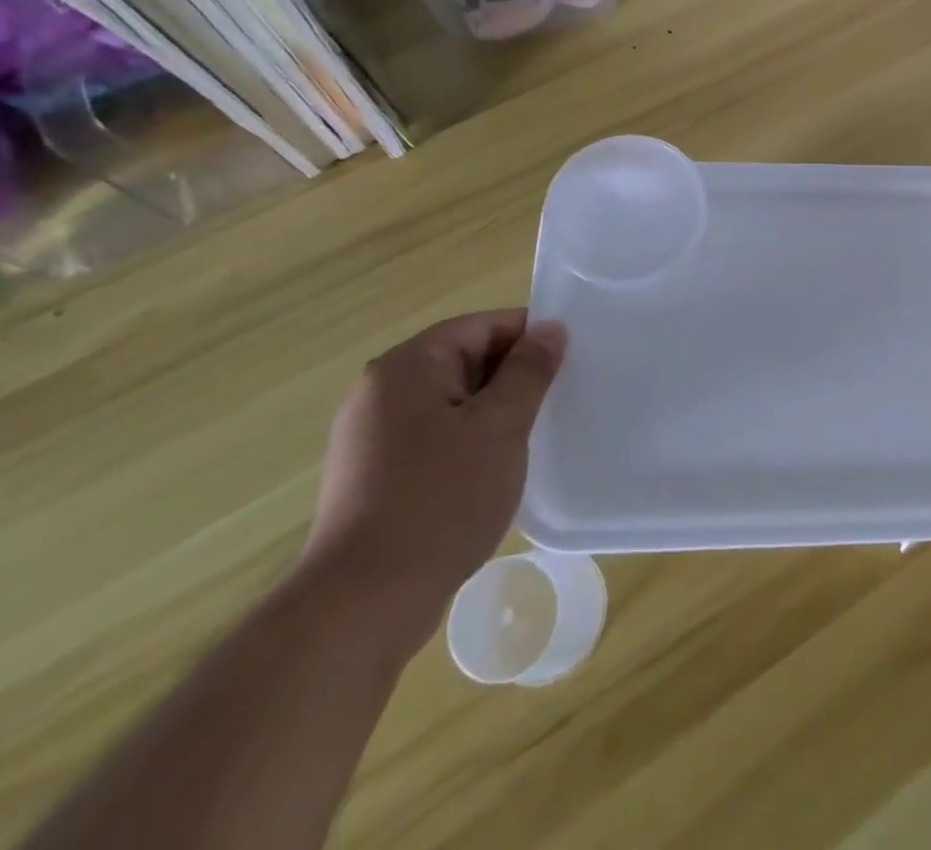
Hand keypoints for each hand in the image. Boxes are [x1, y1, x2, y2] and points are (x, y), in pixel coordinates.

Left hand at [300, 310, 566, 650]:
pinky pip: (434, 437)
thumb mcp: (499, 426)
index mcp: (407, 366)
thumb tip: (550, 329)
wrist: (361, 605)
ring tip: (531, 438)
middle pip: (464, 360)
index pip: (480, 325)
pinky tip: (494, 473)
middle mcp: (381, 391)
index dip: (528, 336)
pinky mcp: (374, 477)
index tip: (569, 360)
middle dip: (513, 377)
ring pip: (452, 402)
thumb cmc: (439, 500)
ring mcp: (372, 436)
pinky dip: (468, 443)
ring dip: (494, 413)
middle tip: (558, 401)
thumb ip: (529, 370)